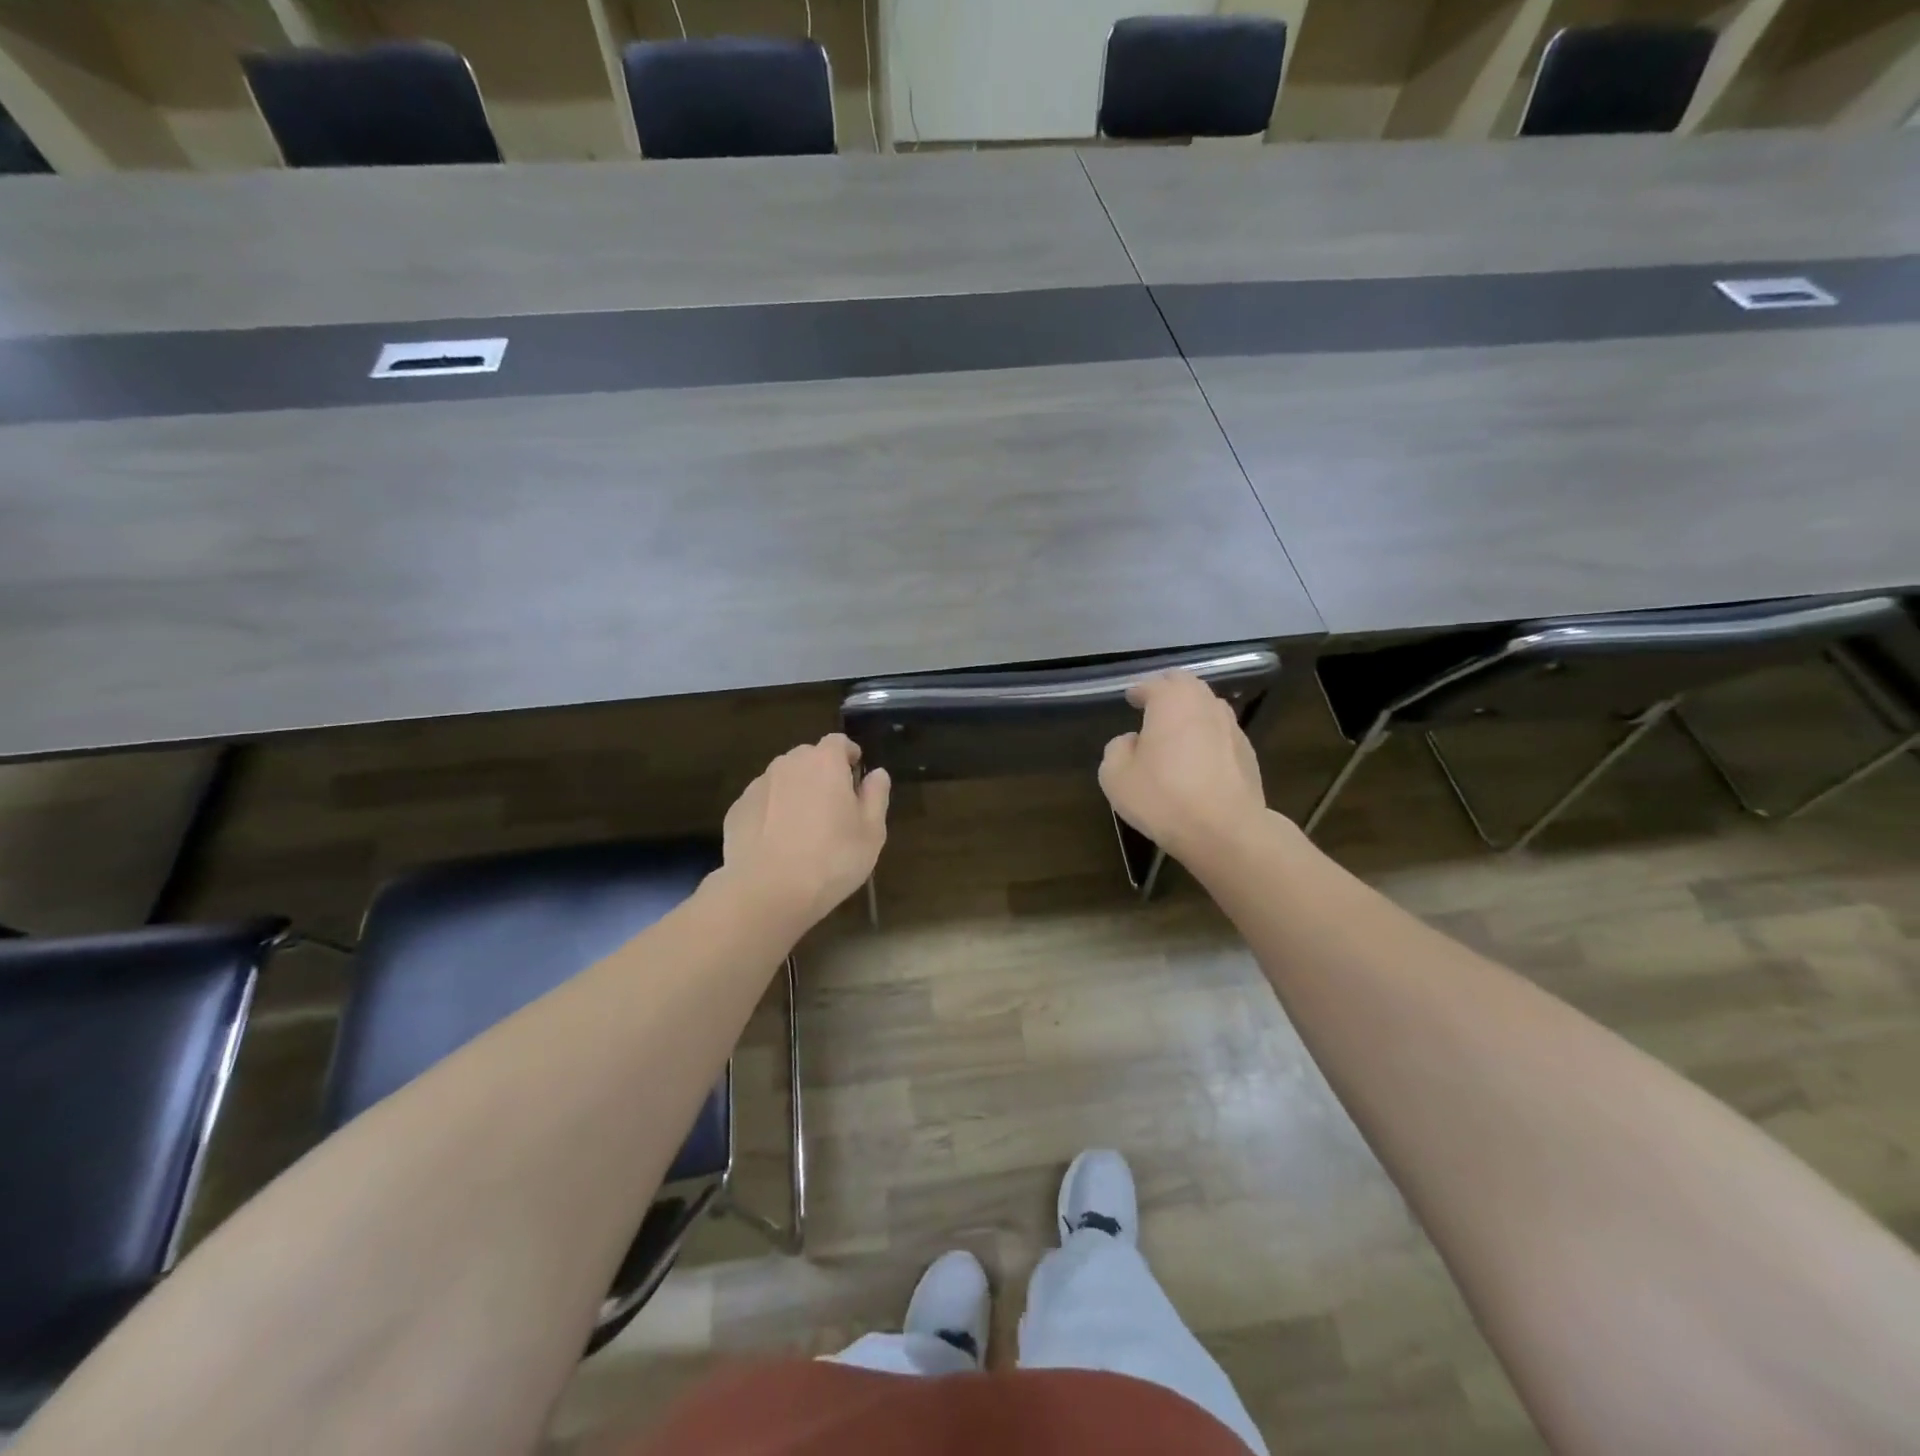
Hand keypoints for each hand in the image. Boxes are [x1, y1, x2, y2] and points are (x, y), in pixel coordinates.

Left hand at [720, 734, 889, 926]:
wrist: (767, 892)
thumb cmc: (831, 860)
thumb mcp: (871, 833)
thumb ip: (876, 796)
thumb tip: (877, 774)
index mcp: (824, 763)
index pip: (838, 741)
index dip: (848, 754)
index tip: (855, 772)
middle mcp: (788, 764)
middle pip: (808, 757)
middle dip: (822, 773)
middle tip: (833, 805)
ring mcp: (758, 786)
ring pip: (783, 779)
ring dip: (795, 792)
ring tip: (803, 827)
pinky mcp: (737, 810)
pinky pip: (763, 803)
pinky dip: (772, 813)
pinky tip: (778, 843)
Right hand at [1100, 672, 1266, 861]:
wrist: (1225, 831)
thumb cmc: (1163, 797)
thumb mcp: (1115, 776)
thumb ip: (1117, 749)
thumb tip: (1132, 741)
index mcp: (1172, 701)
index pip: (1152, 684)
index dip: (1138, 690)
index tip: (1130, 698)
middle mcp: (1205, 705)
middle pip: (1186, 685)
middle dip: (1168, 689)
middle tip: (1153, 703)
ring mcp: (1232, 728)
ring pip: (1208, 707)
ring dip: (1191, 711)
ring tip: (1177, 728)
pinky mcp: (1248, 754)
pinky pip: (1222, 734)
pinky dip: (1207, 736)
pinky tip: (1198, 757)